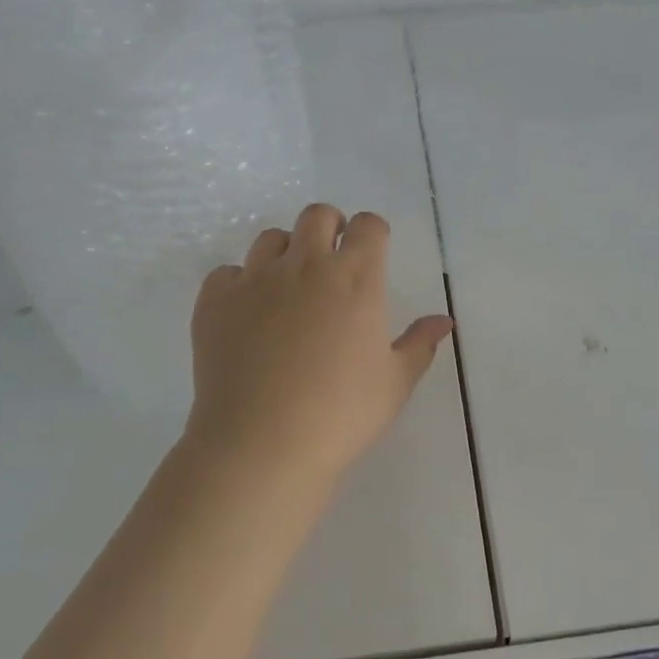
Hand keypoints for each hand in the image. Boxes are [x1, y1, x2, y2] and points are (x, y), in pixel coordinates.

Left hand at [184, 203, 452, 478]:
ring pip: (271, 238)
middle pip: (317, 215)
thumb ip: (420, 344)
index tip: (372, 252)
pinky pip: (227, 273)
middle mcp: (305, 265)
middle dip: (329, 226)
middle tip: (332, 258)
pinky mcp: (215, 301)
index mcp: (356, 278)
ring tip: (289, 286)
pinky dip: (239, 283)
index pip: (367, 225)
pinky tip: (247, 313)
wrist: (262, 444)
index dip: (372, 232)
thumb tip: (443, 321)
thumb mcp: (395, 383)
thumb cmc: (341, 414)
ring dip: (286, 251)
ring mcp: (255, 279)